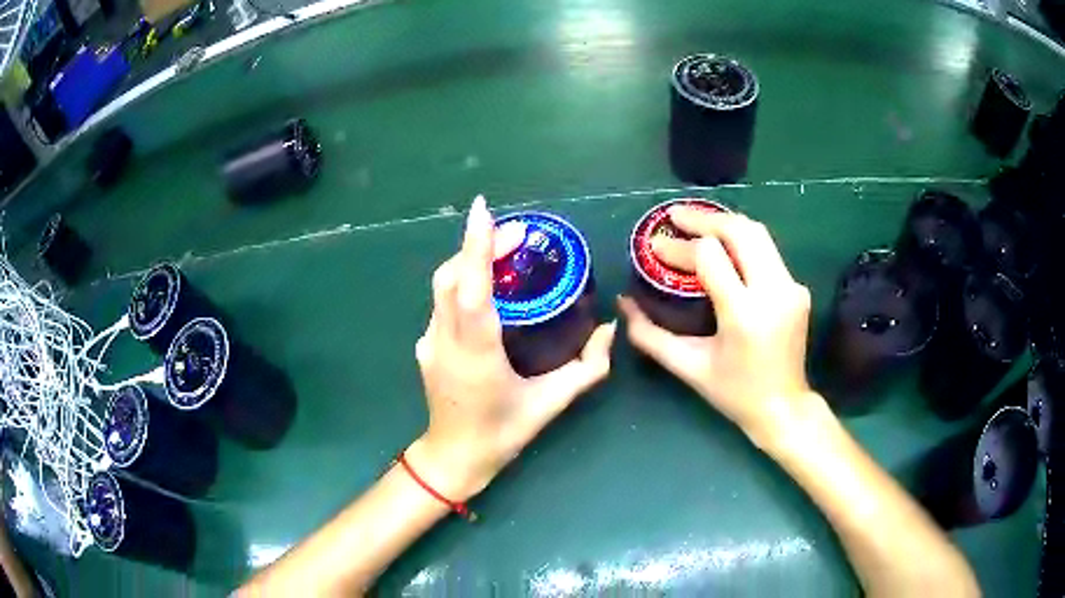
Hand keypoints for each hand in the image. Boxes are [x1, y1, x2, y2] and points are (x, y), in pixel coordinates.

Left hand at [410, 196, 615, 500]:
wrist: (453, 456)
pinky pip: (443, 302)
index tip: (483, 210)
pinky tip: (488, 286)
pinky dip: (463, 282)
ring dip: (469, 260)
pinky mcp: (426, 345)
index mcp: (476, 354)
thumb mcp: (550, 404)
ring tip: (505, 251)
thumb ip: (587, 369)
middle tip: (520, 233)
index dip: (475, 247)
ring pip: (443, 286)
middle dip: (480, 245)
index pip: (471, 290)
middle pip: (452, 277)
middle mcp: (446, 341)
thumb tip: (609, 330)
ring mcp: (430, 342)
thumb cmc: (502, 433)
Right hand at [617, 208, 818, 447]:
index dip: (680, 246)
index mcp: (744, 314)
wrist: (784, 408)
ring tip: (695, 223)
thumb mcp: (688, 367)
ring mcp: (791, 287)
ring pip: (758, 234)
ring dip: (724, 224)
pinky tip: (723, 246)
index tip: (656, 247)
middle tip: (674, 217)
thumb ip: (650, 335)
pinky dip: (741, 242)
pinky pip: (767, 252)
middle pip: (740, 231)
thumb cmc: (734, 393)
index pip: (710, 256)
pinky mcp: (798, 288)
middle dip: (704, 219)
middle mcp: (773, 292)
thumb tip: (623, 303)